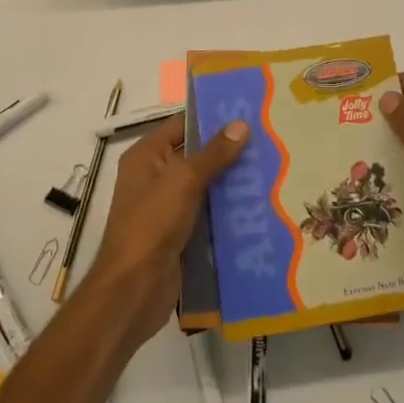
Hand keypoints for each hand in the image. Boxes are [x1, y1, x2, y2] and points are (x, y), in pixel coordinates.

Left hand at [83, 114, 248, 344]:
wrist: (133, 290)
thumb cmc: (152, 225)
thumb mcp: (184, 181)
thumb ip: (214, 153)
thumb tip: (241, 124)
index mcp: (146, 157)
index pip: (181, 125)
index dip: (210, 118)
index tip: (246, 112)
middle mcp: (154, 177)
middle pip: (194, 155)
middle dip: (227, 150)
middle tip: (267, 140)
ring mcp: (166, 207)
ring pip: (203, 186)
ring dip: (230, 181)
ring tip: (270, 169)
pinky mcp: (179, 233)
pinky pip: (206, 213)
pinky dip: (226, 209)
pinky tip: (257, 206)